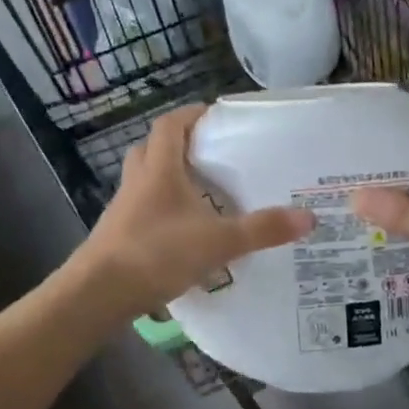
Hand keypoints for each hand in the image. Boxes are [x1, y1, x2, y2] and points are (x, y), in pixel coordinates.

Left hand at [80, 104, 314, 315]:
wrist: (99, 293)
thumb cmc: (157, 253)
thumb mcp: (218, 241)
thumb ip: (262, 230)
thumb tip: (309, 218)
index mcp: (160, 170)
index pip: (171, 125)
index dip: (192, 115)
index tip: (215, 115)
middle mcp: (139, 182)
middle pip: (154, 149)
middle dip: (180, 146)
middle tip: (211, 155)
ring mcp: (125, 209)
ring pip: (146, 181)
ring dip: (170, 179)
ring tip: (203, 193)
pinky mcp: (120, 235)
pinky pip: (144, 210)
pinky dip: (164, 211)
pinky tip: (185, 231)